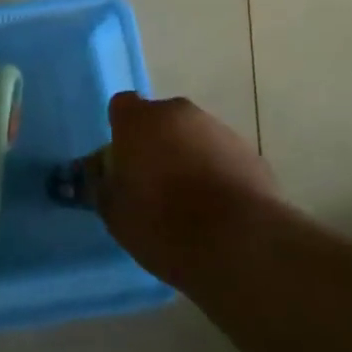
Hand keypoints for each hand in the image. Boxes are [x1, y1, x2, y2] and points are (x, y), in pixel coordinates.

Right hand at [94, 94, 279, 288]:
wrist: (242, 245)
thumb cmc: (164, 225)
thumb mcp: (115, 213)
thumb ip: (102, 185)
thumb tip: (100, 173)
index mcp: (139, 120)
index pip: (121, 107)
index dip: (120, 132)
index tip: (122, 163)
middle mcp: (179, 113)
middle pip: (160, 120)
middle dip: (156, 143)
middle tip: (153, 184)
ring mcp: (219, 130)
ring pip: (193, 137)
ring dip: (188, 157)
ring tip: (190, 202)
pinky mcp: (251, 153)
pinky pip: (222, 157)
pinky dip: (217, 173)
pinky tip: (219, 210)